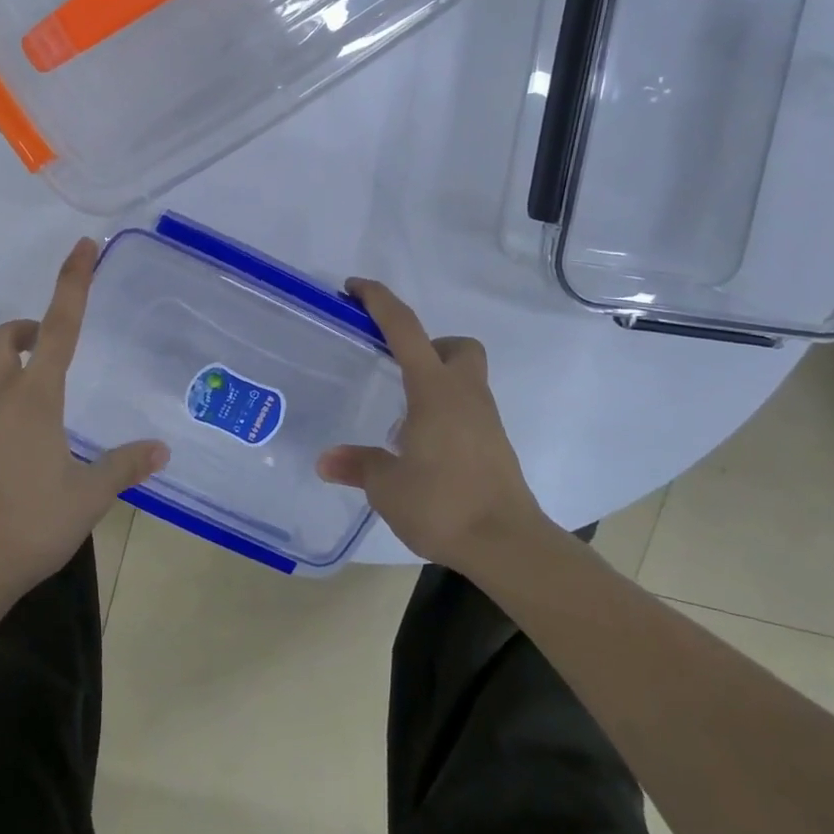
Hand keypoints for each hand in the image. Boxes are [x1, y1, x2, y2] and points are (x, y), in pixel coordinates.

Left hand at [0, 238, 166, 597]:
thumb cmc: (30, 523)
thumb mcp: (88, 495)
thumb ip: (124, 466)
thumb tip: (161, 450)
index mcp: (35, 398)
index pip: (60, 327)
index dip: (72, 283)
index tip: (82, 247)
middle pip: (3, 340)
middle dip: (26, 329)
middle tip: (53, 344)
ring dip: (16, 367)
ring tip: (50, 404)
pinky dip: (7, 404)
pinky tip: (29, 445)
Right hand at [317, 278, 556, 579]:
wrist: (508, 545)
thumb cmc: (443, 504)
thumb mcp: (387, 487)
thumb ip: (358, 465)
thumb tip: (326, 460)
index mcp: (434, 390)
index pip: (405, 329)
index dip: (379, 301)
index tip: (354, 288)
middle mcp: (464, 394)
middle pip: (455, 346)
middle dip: (427, 345)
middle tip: (396, 369)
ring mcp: (485, 419)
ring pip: (465, 377)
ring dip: (435, 380)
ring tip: (402, 416)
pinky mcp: (495, 444)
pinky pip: (468, 409)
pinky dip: (446, 412)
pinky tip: (423, 445)